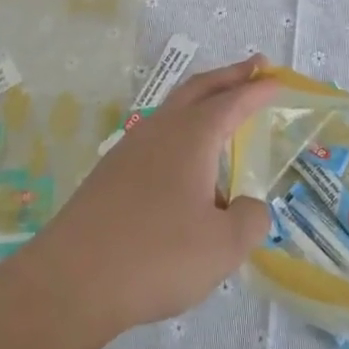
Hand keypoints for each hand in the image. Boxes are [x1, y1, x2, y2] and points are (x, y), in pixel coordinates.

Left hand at [26, 56, 276, 333]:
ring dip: (201, 103)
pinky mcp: (109, 176)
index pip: (232, 101)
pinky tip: (184, 167)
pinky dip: (180, 134)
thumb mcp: (223, 246)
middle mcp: (159, 131)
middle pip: (198, 89)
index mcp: (191, 136)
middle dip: (229, 76)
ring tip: (222, 116)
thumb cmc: (156, 256)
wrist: (70, 282)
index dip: (258, 89)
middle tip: (255, 66)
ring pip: (172, 112)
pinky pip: (155, 139)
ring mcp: (129, 150)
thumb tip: (249, 207)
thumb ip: (250, 220)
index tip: (278, 80)